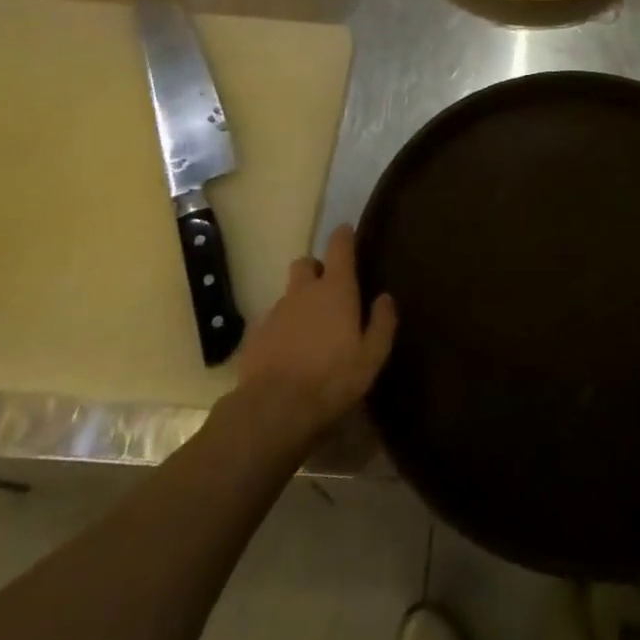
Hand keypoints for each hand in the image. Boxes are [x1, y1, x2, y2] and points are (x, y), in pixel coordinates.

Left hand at [237, 225, 395, 441]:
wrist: (274, 408)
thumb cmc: (332, 378)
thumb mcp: (371, 356)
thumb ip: (382, 323)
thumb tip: (384, 297)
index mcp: (336, 289)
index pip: (339, 247)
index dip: (343, 236)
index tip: (346, 230)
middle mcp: (304, 291)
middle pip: (306, 263)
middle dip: (315, 268)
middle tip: (327, 289)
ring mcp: (276, 311)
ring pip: (288, 293)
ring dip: (299, 301)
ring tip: (308, 329)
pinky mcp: (255, 335)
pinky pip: (271, 321)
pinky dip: (281, 328)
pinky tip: (287, 352)